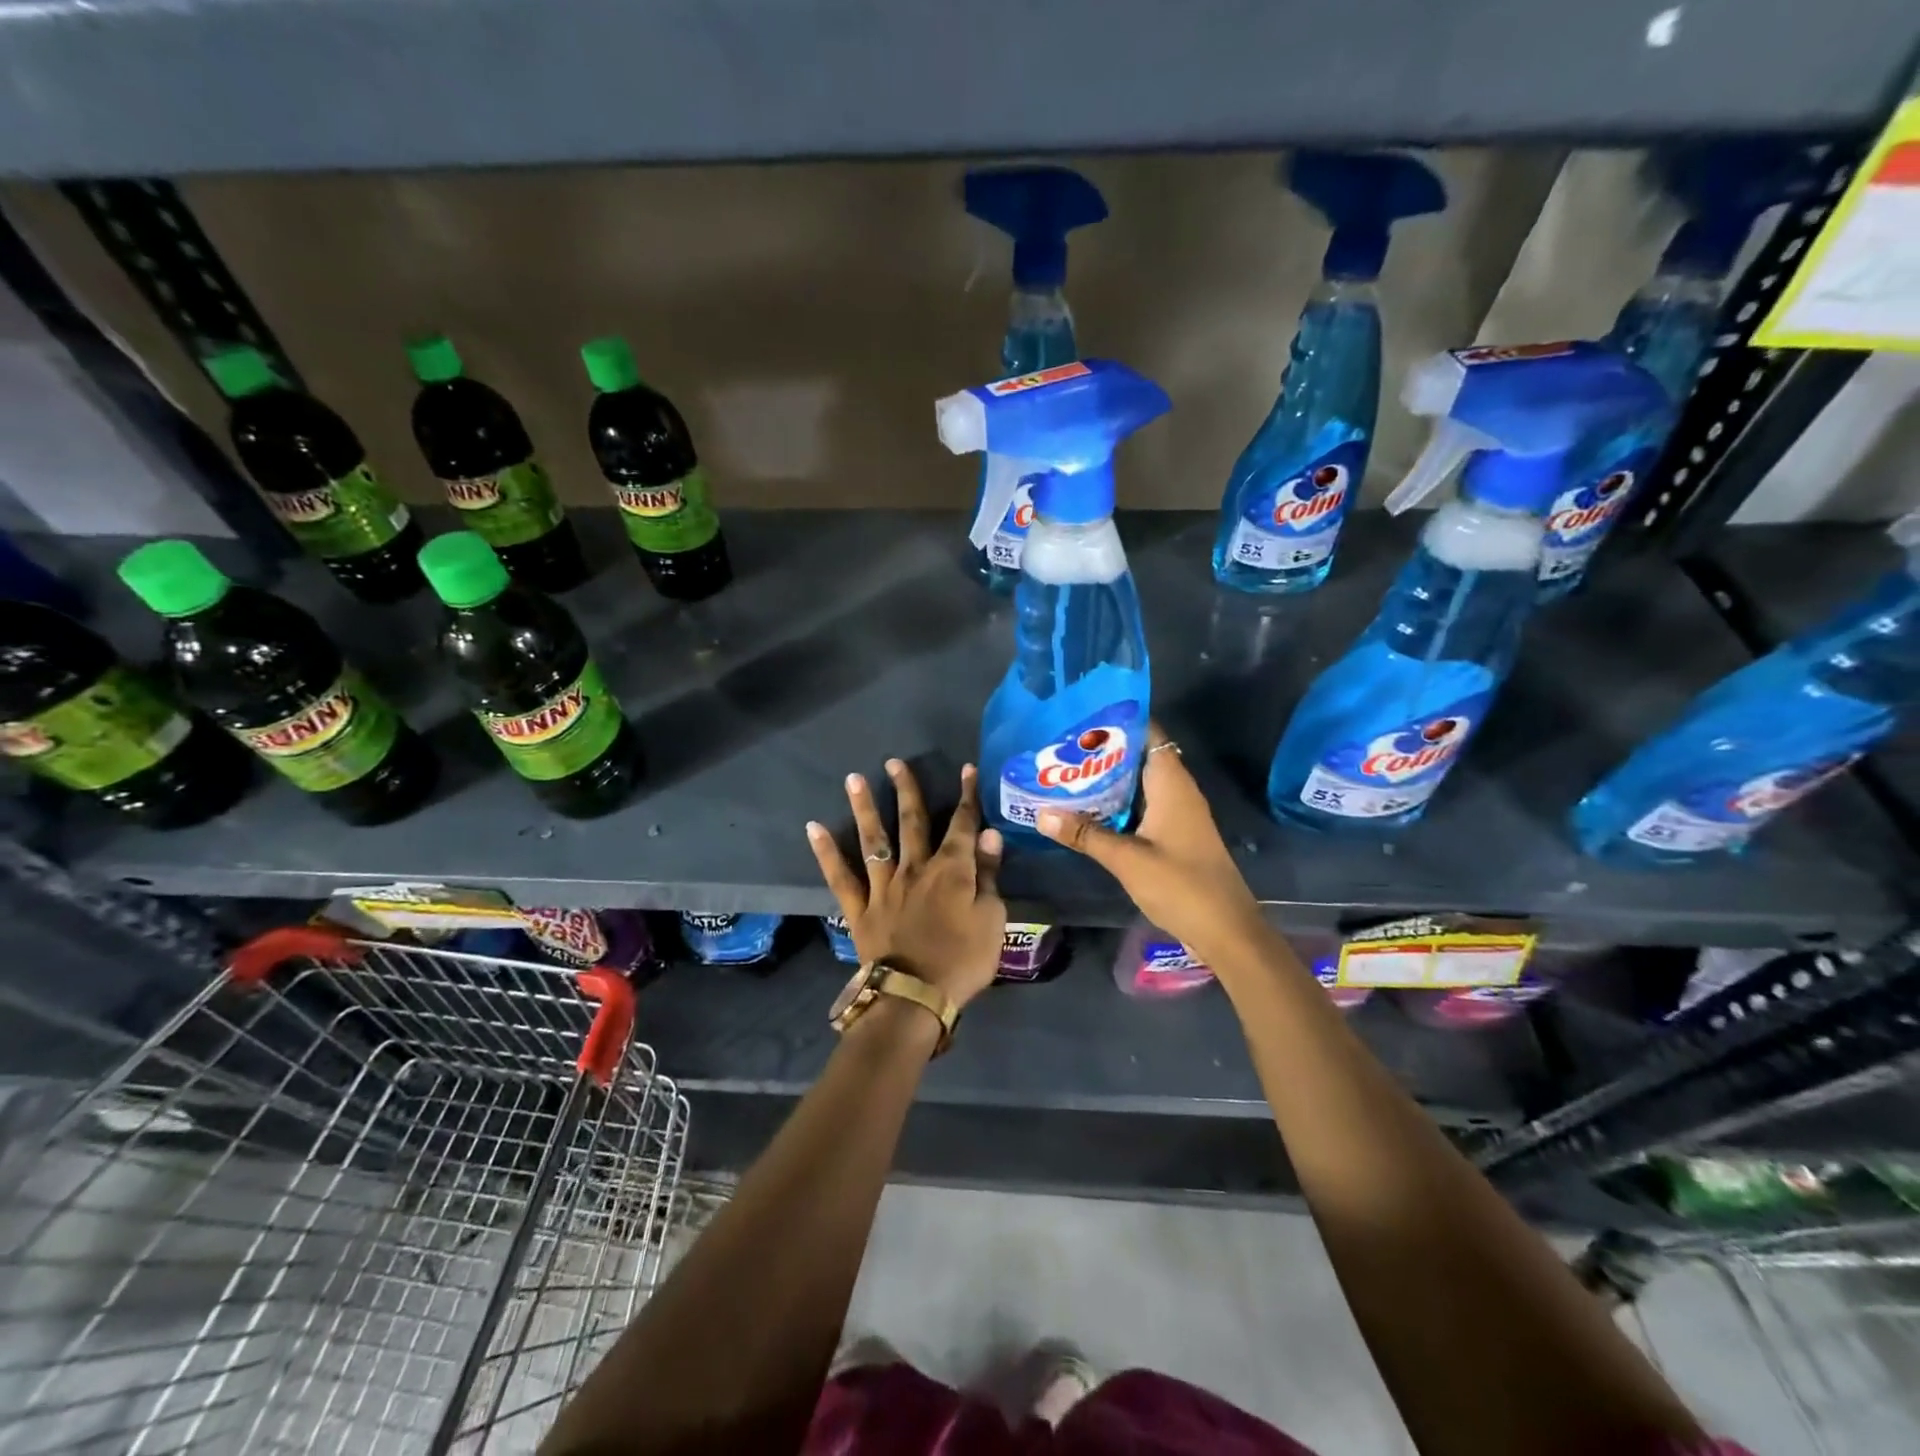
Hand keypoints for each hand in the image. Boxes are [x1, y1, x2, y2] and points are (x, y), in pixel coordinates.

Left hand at [807, 760, 1006, 1012]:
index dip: (967, 796)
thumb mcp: (992, 920)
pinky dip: (826, 852)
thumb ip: (988, 875)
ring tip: (854, 778)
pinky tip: (814, 828)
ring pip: (874, 839)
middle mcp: (915, 869)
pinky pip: (840, 876)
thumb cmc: (962, 961)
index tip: (967, 769)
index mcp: (952, 871)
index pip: (963, 825)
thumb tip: (988, 835)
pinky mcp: (860, 908)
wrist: (915, 997)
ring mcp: (884, 887)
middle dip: (906, 790)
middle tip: (894, 761)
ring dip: (865, 807)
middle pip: (912, 822)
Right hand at [1036, 722, 1265, 963]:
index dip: (1116, 722)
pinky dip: (1117, 805)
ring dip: (1107, 781)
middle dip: (1102, 753)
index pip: (1147, 733)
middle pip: (1138, 758)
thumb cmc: (1181, 885)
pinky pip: (1141, 807)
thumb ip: (1085, 834)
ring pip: (1138, 785)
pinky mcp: (1174, 835)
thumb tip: (1042, 814)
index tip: (1079, 719)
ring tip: (1065, 775)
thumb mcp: (1127, 859)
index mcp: (1171, 783)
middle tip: (1060, 749)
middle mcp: (1177, 790)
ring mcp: (1177, 814)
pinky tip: (1087, 812)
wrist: (1226, 930)